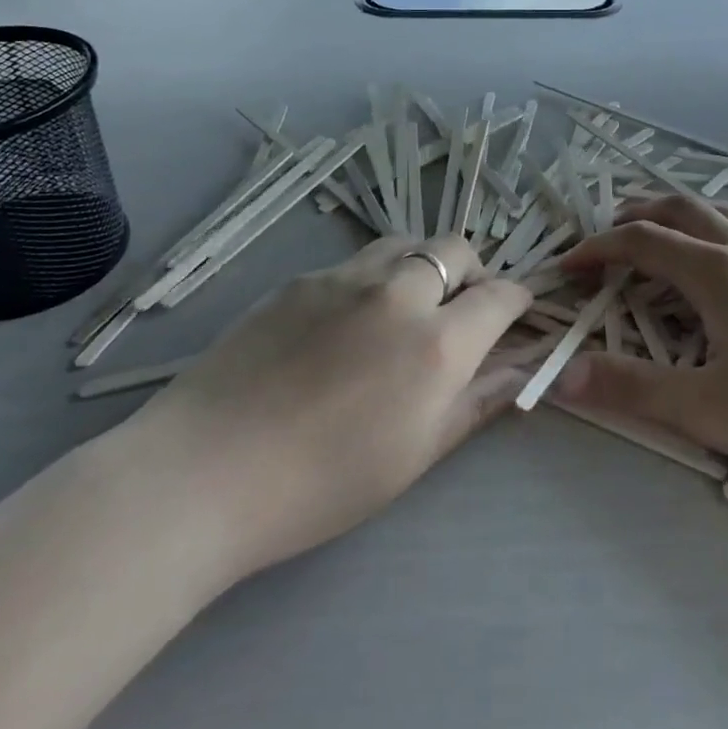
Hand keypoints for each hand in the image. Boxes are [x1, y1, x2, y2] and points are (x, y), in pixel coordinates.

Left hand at [129, 235, 531, 577]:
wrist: (205, 471)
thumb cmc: (323, 484)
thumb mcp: (417, 454)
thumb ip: (477, 402)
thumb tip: (522, 369)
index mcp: (438, 344)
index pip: (500, 295)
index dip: (517, 300)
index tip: (516, 314)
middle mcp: (399, 293)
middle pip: (457, 249)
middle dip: (473, 272)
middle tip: (460, 311)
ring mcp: (346, 277)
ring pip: (407, 244)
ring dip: (424, 265)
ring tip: (408, 306)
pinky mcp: (302, 278)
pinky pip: (356, 262)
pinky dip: (374, 278)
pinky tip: (347, 323)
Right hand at [557, 197, 727, 500]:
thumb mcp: (707, 409)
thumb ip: (631, 389)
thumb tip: (562, 374)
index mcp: (716, 273)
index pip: (641, 242)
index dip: (598, 249)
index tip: (569, 267)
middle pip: (680, 209)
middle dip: (638, 214)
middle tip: (609, 233)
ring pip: (723, 210)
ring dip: (682, 211)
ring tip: (662, 225)